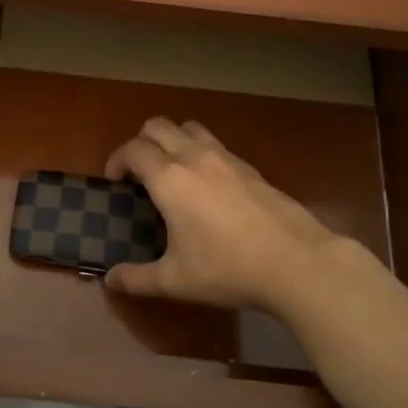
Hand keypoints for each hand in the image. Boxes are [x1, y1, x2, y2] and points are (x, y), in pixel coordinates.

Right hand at [104, 118, 353, 311]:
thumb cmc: (227, 269)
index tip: (115, 183)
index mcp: (169, 178)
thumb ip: (137, 279)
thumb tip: (110, 280)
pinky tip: (207, 188)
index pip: (132, 149)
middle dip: (140, 143)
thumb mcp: (175, 281)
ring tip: (172, 173)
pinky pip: (215, 144)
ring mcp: (225, 157)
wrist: (296, 262)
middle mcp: (194, 157)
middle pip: (157, 126)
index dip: (116, 161)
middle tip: (139, 175)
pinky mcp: (250, 167)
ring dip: (172, 141)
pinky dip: (200, 153)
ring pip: (189, 128)